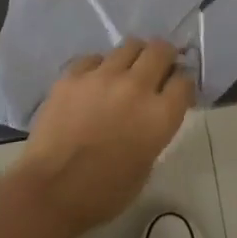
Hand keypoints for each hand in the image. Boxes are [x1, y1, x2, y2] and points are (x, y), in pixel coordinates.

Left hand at [0, 38, 196, 237]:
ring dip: (134, 57)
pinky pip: (94, 58)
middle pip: (160, 51)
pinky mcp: (73, 75)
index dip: (183, 83)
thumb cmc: (104, 192)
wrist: (51, 190)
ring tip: (126, 71)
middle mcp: (136, 87)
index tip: (177, 89)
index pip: (185, 81)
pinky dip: (100, 67)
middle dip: (164, 57)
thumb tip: (152, 113)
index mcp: (160, 115)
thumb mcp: (146, 165)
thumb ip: (155, 131)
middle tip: (158, 68)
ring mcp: (102, 76)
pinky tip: (93, 82)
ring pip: (129, 45)